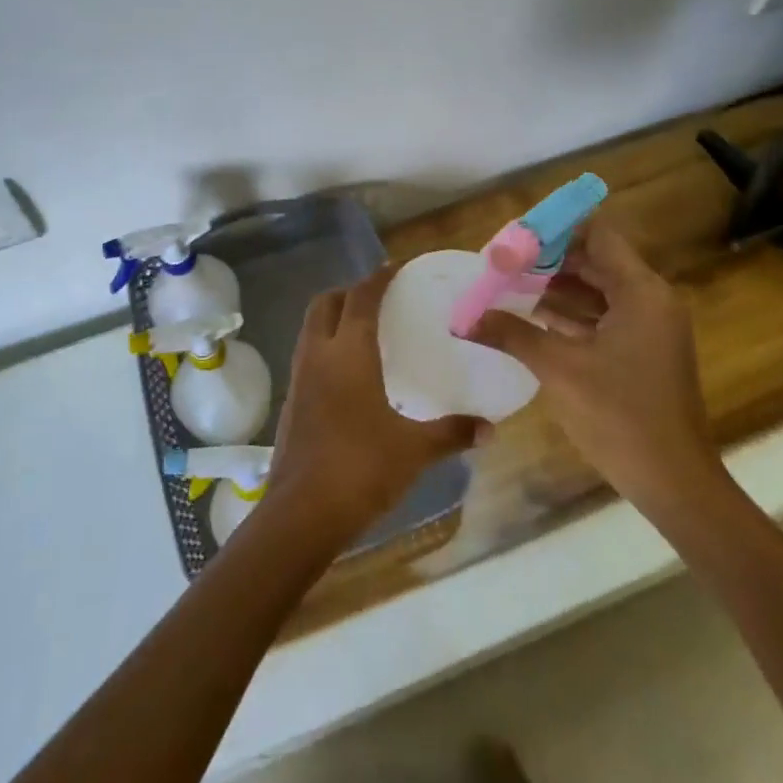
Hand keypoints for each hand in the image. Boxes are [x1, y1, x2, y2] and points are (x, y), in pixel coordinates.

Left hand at [265, 266, 479, 544]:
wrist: (301, 513)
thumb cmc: (360, 468)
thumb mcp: (414, 450)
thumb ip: (452, 433)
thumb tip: (491, 428)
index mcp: (348, 352)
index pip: (361, 297)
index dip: (378, 278)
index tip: (395, 269)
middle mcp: (318, 354)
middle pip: (325, 303)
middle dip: (349, 292)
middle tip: (378, 299)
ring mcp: (299, 377)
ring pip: (311, 328)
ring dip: (333, 318)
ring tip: (365, 331)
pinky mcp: (291, 401)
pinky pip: (307, 355)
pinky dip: (326, 347)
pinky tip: (349, 374)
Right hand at [469, 221, 725, 524]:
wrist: (674, 483)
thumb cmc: (619, 416)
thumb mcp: (559, 369)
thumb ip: (511, 334)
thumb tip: (465, 318)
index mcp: (640, 292)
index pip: (597, 235)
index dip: (555, 231)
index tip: (515, 239)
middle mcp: (650, 300)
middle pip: (594, 261)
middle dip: (547, 261)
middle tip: (502, 263)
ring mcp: (649, 327)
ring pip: (596, 290)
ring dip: (554, 288)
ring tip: (506, 286)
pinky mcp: (642, 351)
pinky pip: (602, 317)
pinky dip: (569, 315)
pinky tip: (529, 319)